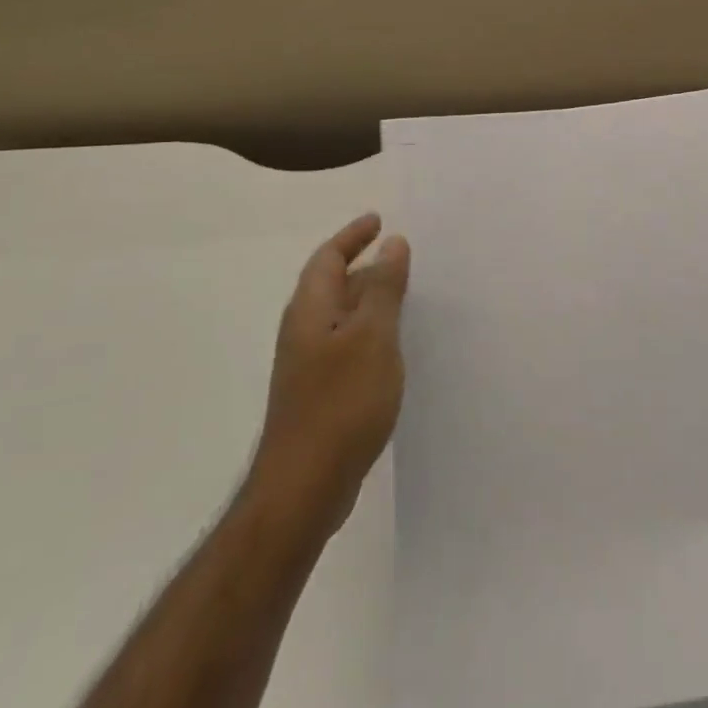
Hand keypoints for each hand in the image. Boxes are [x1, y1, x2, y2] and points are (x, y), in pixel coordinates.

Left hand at [247, 214, 410, 536]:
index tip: (378, 220)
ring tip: (404, 294)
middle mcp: (304, 331)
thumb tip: (392, 243)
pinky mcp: (319, 393)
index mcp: (310, 310)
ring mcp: (309, 365)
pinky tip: (392, 347)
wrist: (304, 487)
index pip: (328, 258)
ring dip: (368, 298)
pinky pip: (346, 344)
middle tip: (400, 254)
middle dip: (363, 264)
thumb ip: (384, 288)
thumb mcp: (373, 337)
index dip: (353, 236)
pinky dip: (369, 331)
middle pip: (332, 284)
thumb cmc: (341, 403)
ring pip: (340, 316)